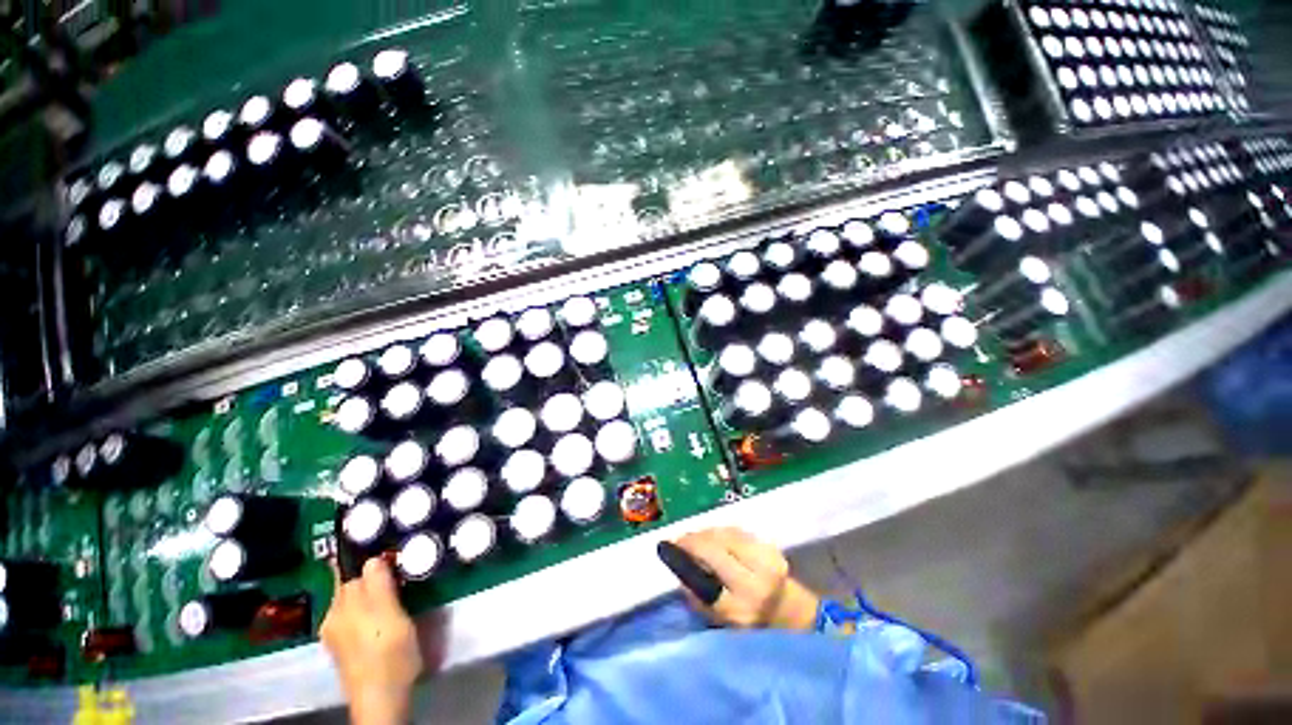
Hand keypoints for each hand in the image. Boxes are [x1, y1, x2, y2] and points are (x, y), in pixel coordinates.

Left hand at [320, 557, 422, 724]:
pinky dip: (367, 610)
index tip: (391, 554)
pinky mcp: (343, 647)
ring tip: (394, 593)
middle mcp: (333, 616)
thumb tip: (372, 558)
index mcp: (342, 606)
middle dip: (371, 577)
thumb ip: (379, 585)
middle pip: (351, 585)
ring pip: (352, 601)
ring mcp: (335, 633)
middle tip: (399, 574)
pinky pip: (353, 616)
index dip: (371, 560)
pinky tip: (382, 617)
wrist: (381, 698)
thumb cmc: (390, 653)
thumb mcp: (391, 615)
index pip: (353, 570)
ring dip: (370, 594)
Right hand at [673, 527, 819, 630]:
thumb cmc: (750, 624)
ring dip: (705, 532)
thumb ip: (697, 597)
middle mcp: (756, 580)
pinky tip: (712, 536)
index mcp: (742, 607)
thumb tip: (678, 567)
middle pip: (716, 546)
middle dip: (693, 539)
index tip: (668, 545)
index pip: (708, 574)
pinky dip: (720, 531)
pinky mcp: (770, 546)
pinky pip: (737, 531)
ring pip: (726, 534)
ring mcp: (766, 559)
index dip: (687, 552)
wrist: (788, 612)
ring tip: (694, 538)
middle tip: (679, 539)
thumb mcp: (719, 621)